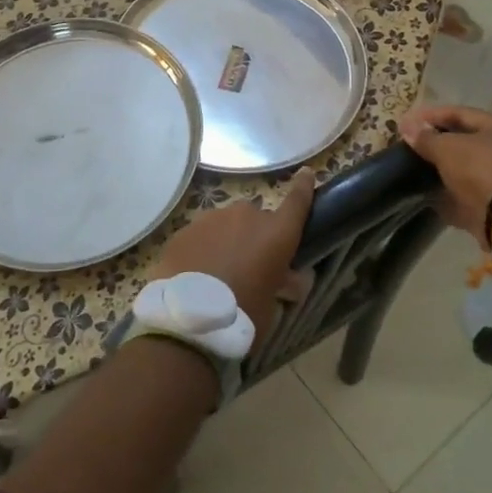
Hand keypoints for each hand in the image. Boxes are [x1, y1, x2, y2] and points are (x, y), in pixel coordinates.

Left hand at [150, 169, 315, 335]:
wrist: (188, 320)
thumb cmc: (243, 315)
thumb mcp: (272, 305)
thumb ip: (282, 284)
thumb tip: (290, 278)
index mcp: (276, 233)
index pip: (297, 202)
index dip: (304, 187)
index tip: (306, 173)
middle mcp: (246, 216)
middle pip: (256, 219)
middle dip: (254, 236)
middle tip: (249, 265)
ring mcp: (211, 219)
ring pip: (225, 225)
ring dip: (226, 241)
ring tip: (218, 272)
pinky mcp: (185, 229)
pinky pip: (201, 235)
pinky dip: (203, 248)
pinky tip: (196, 273)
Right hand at [398, 104, 491, 245]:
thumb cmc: (480, 169)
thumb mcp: (447, 148)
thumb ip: (425, 137)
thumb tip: (407, 127)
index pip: (461, 113)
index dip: (431, 115)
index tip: (407, 121)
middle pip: (467, 141)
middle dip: (438, 143)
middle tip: (412, 144)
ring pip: (468, 169)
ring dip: (445, 169)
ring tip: (416, 169)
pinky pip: (469, 194)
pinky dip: (451, 194)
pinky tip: (430, 195)